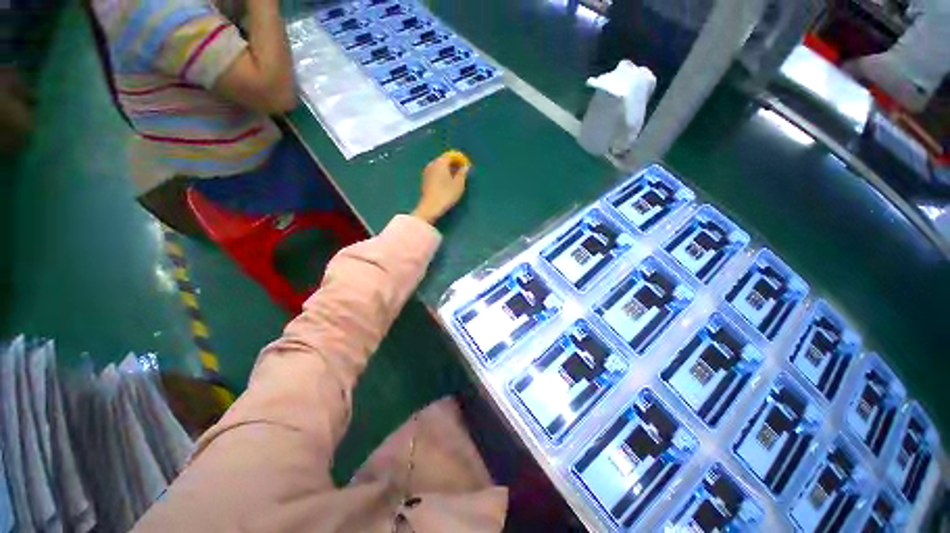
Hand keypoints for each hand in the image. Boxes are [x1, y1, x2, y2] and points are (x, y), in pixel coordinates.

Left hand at [412, 150, 470, 224]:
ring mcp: (427, 172)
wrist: (430, 208)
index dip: (460, 159)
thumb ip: (463, 173)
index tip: (467, 166)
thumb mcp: (459, 184)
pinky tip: (447, 183)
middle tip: (462, 172)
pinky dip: (442, 174)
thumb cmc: (446, 195)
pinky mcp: (425, 180)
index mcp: (440, 162)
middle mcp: (432, 164)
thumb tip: (465, 166)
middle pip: (444, 159)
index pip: (451, 155)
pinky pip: (436, 172)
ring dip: (448, 170)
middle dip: (454, 164)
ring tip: (456, 178)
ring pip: (439, 166)